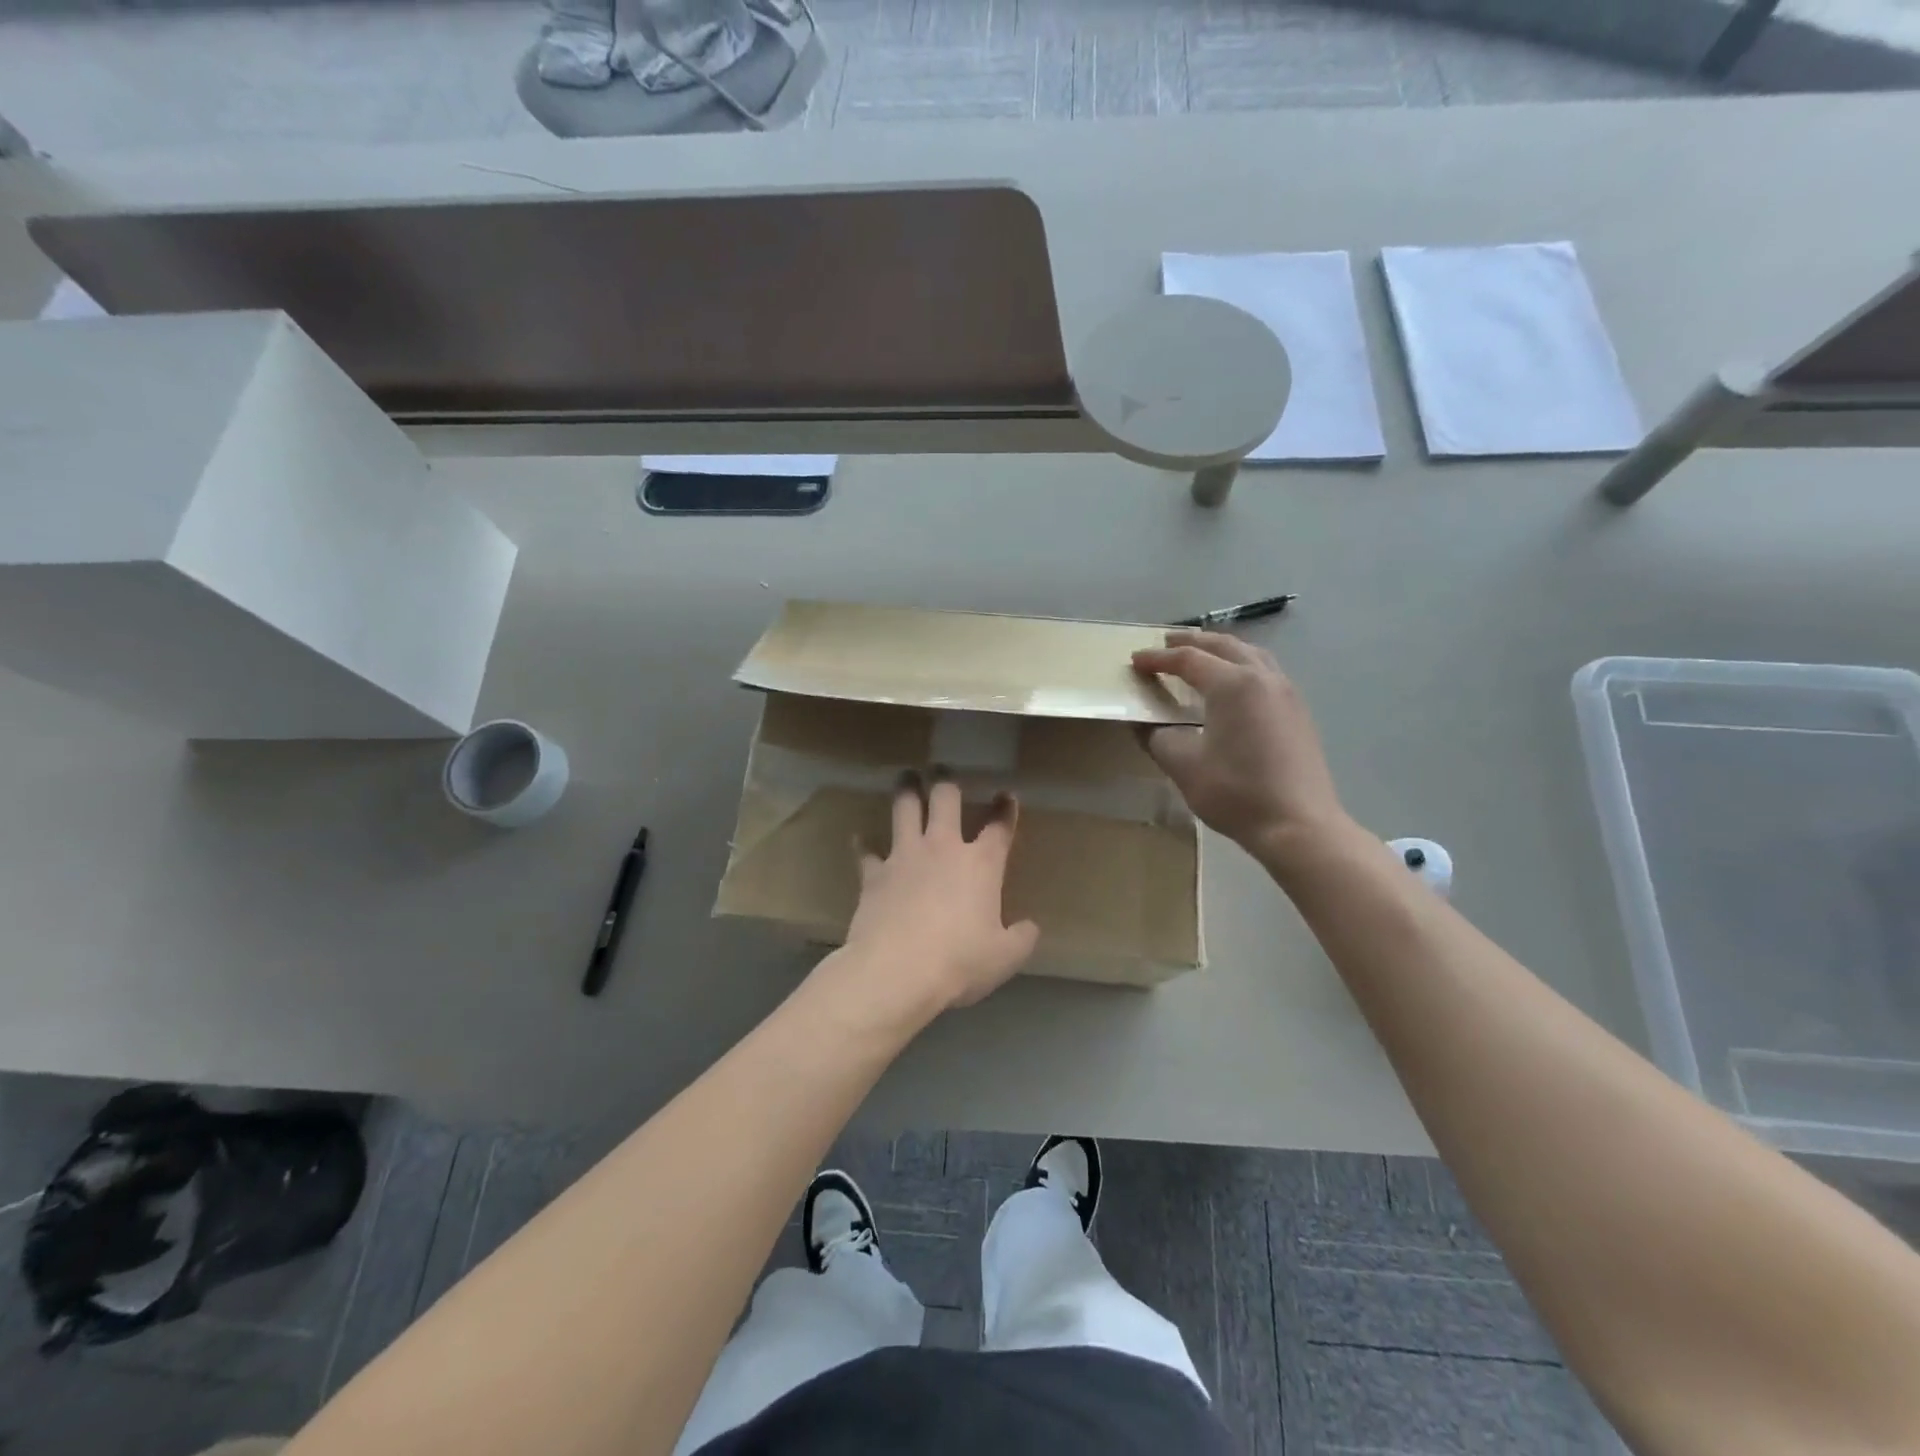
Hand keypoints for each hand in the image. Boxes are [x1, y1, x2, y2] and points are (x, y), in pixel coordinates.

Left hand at [837, 773, 1039, 1019]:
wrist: (897, 970)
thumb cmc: (959, 961)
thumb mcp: (1004, 957)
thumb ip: (1021, 938)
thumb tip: (1029, 927)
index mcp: (982, 864)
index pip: (999, 827)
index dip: (1005, 809)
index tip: (1007, 795)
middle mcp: (943, 848)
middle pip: (945, 798)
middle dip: (946, 779)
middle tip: (942, 769)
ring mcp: (905, 856)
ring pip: (904, 809)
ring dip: (906, 790)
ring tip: (905, 776)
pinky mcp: (874, 873)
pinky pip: (866, 851)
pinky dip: (863, 844)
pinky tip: (858, 838)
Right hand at [1132, 631, 1351, 863]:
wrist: (1298, 825)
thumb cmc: (1236, 793)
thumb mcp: (1184, 766)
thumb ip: (1159, 739)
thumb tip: (1147, 726)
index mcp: (1232, 685)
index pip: (1188, 660)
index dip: (1158, 659)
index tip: (1135, 661)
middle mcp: (1262, 678)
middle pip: (1224, 646)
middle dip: (1192, 642)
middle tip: (1166, 643)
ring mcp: (1286, 693)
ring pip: (1250, 655)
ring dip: (1221, 649)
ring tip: (1200, 655)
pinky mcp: (1297, 712)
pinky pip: (1266, 672)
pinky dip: (1242, 665)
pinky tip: (1233, 684)